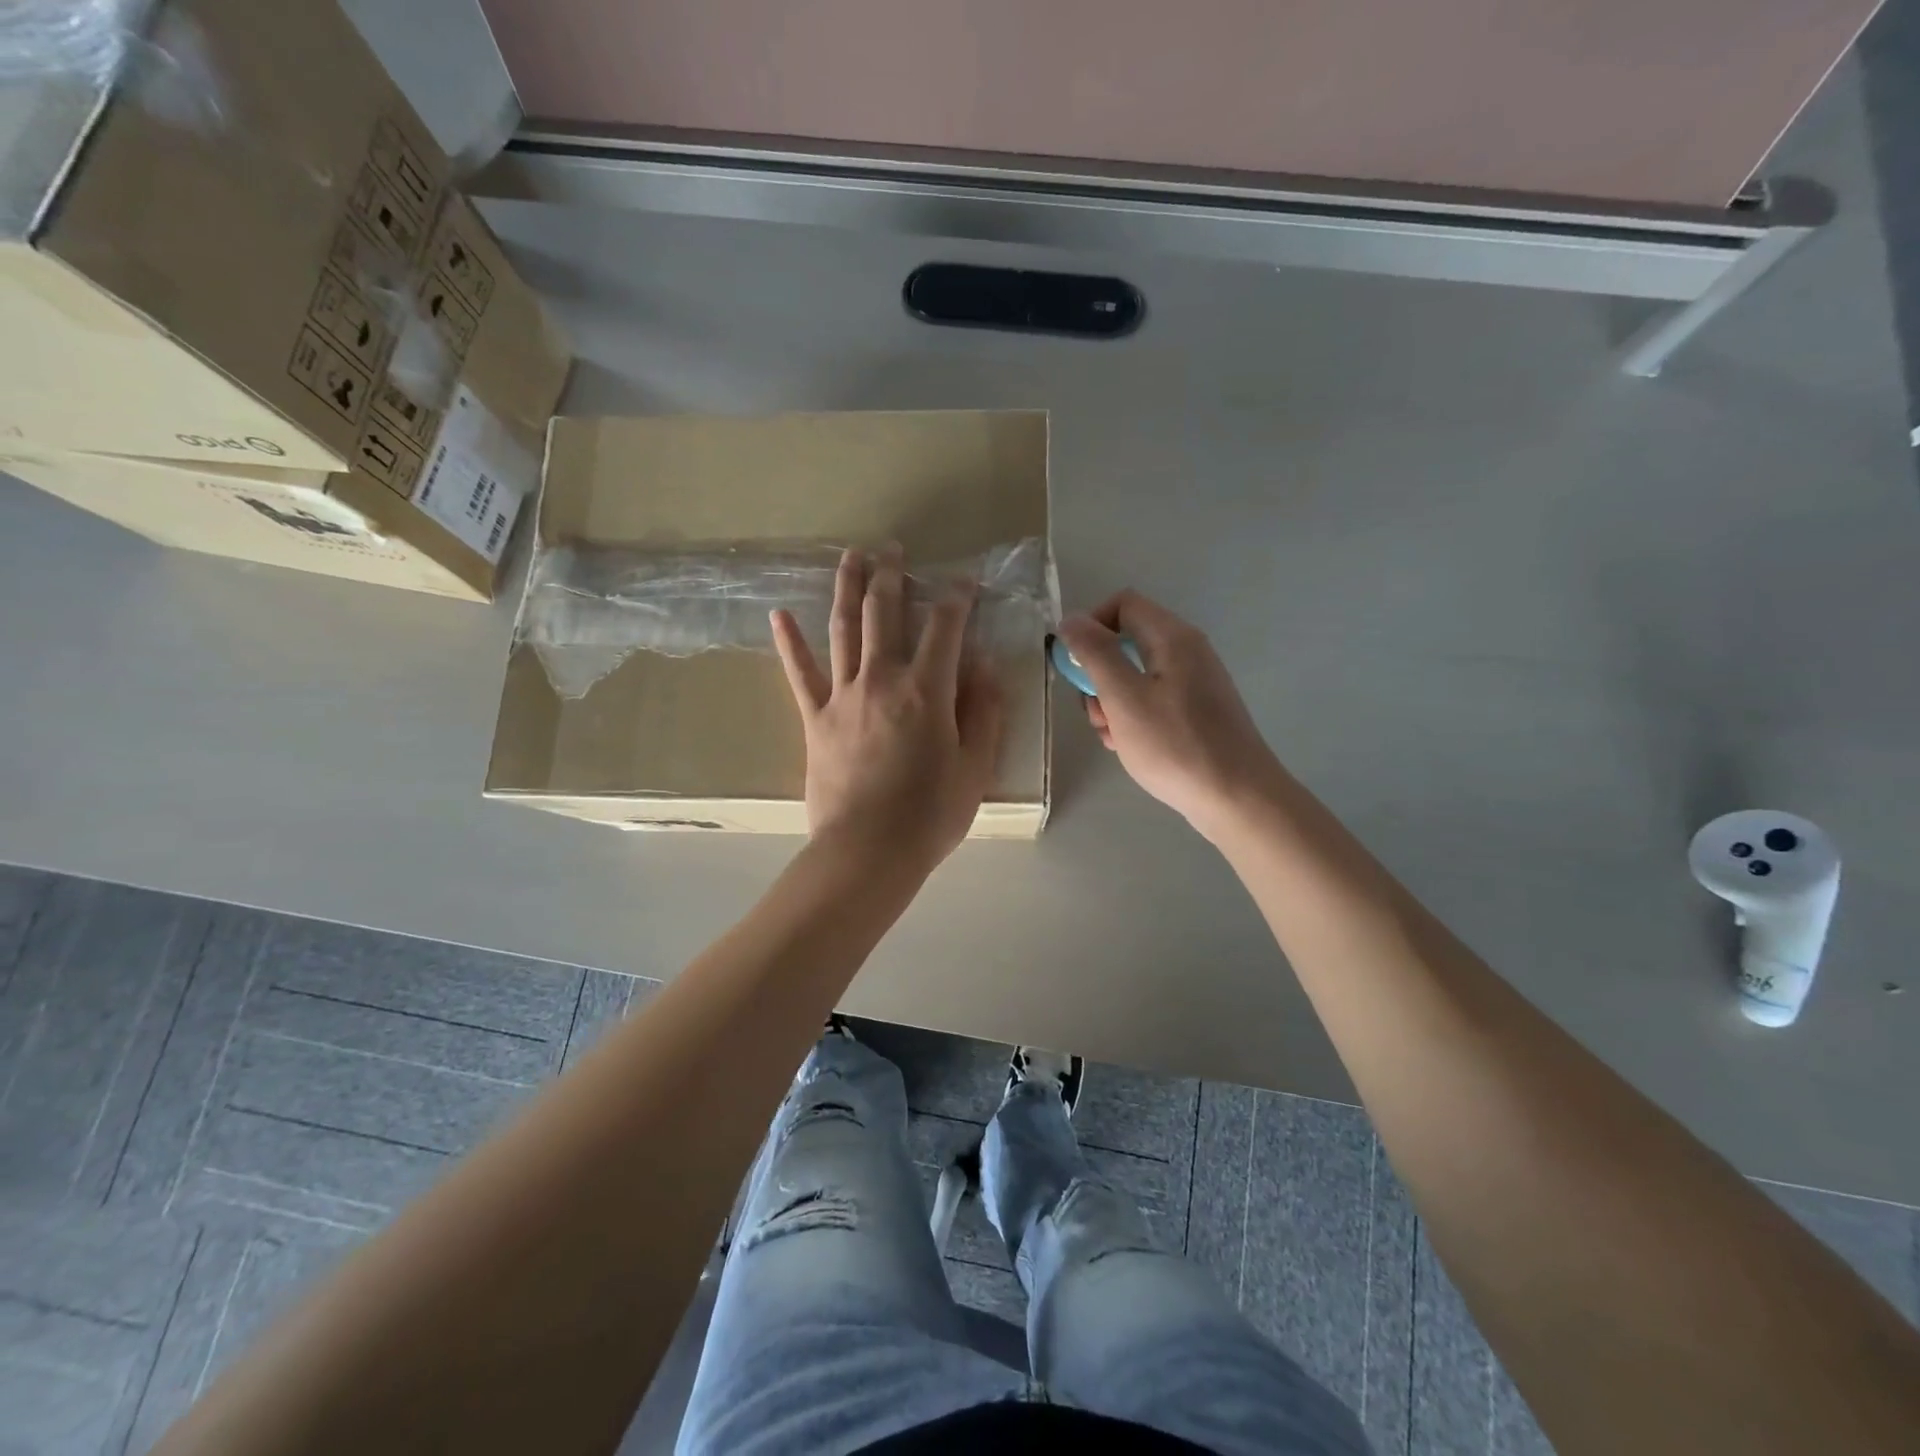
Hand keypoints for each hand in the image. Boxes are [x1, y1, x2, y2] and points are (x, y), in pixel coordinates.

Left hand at [772, 544, 1003, 870]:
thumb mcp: (974, 767)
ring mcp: (842, 696)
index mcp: (926, 690)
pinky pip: (800, 674)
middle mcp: (882, 679)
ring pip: (843, 628)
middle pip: (885, 612)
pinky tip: (779, 615)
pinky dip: (789, 643)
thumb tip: (983, 666)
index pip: (945, 626)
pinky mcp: (815, 719)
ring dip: (848, 588)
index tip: (965, 581)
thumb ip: (983, 711)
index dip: (957, 597)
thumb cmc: (930, 815)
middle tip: (893, 548)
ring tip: (850, 556)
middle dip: (892, 574)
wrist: (867, 852)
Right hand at [1056, 590, 1282, 838]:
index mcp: (1173, 638)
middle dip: (1099, 674)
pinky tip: (1129, 746)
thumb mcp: (1124, 697)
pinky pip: (1153, 699)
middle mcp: (1187, 651)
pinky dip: (1133, 717)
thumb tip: (1071, 619)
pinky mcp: (1197, 710)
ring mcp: (1195, 682)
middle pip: (1127, 641)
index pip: (1123, 604)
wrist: (1237, 798)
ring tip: (1112, 737)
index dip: (1091, 626)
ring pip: (1136, 675)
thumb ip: (1096, 653)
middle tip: (1096, 713)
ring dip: (1112, 701)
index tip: (1077, 666)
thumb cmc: (1175, 745)